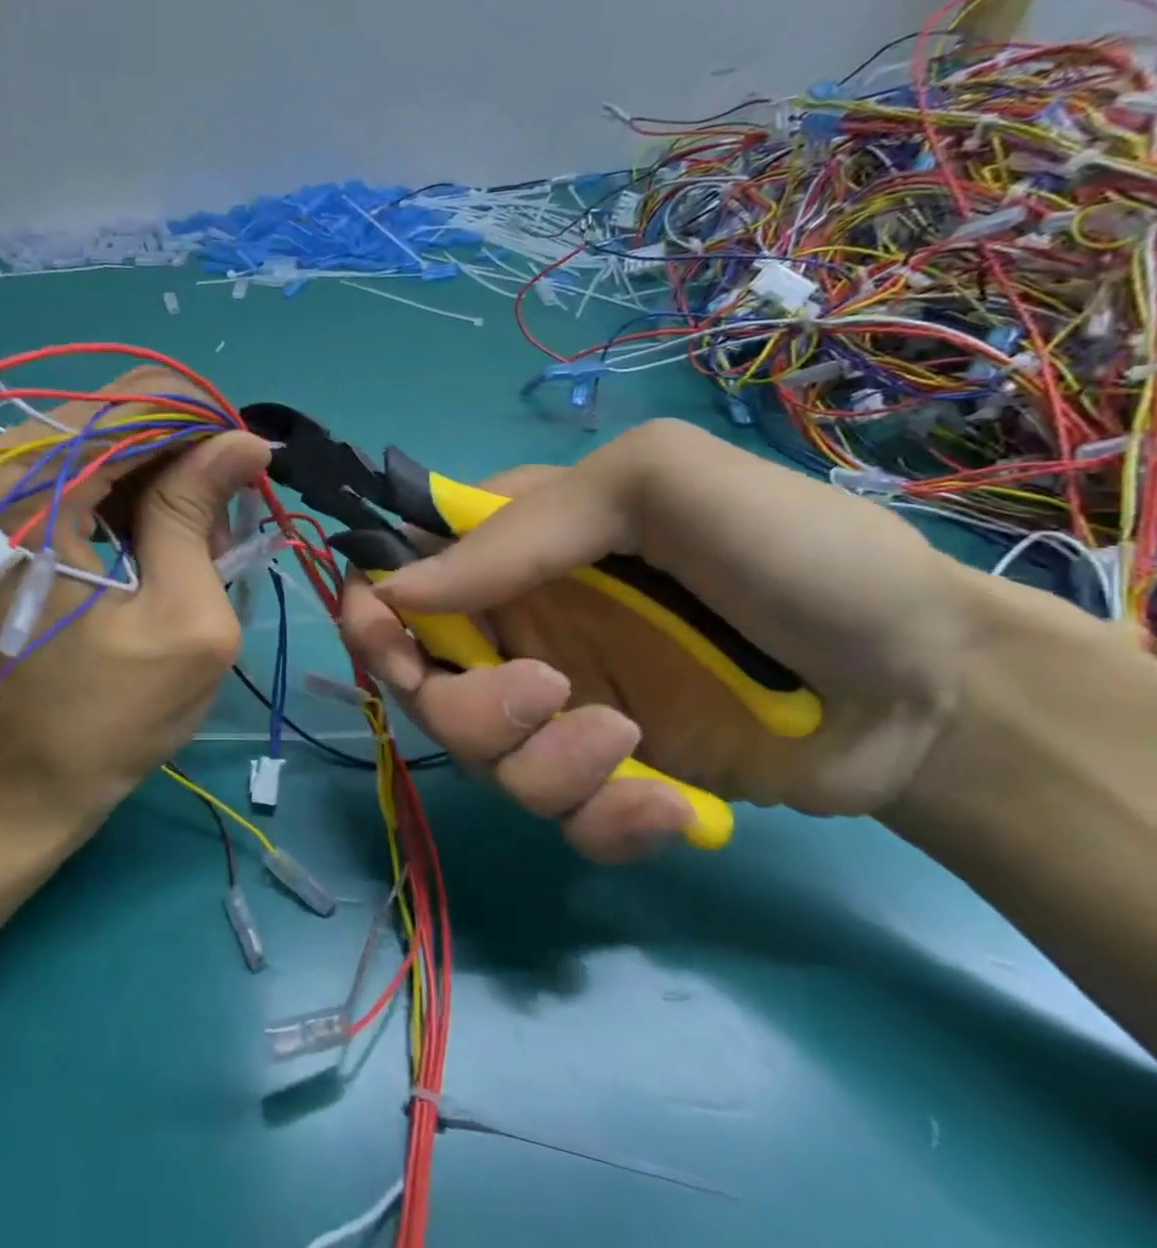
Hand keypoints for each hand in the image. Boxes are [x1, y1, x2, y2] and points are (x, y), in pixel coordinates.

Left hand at [0, 367, 270, 816]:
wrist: (3, 796)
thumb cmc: (101, 724)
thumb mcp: (182, 621)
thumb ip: (199, 514)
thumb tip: (244, 440)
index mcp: (26, 493)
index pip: (132, 405)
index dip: (204, 425)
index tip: (251, 466)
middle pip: (109, 418)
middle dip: (180, 458)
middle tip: (221, 524)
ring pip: (92, 445)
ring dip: (153, 483)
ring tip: (191, 550)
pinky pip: (66, 478)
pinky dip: (117, 502)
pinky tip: (148, 552)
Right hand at [339, 419, 991, 861]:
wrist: (933, 686)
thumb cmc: (791, 553)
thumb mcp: (655, 486)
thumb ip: (521, 528)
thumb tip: (396, 592)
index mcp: (511, 550)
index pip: (397, 577)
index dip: (373, 614)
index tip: (391, 646)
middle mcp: (515, 626)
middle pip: (420, 683)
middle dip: (463, 705)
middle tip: (544, 694)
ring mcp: (556, 707)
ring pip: (480, 758)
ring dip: (541, 763)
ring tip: (629, 741)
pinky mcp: (603, 779)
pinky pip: (554, 817)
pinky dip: (600, 820)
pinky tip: (671, 809)